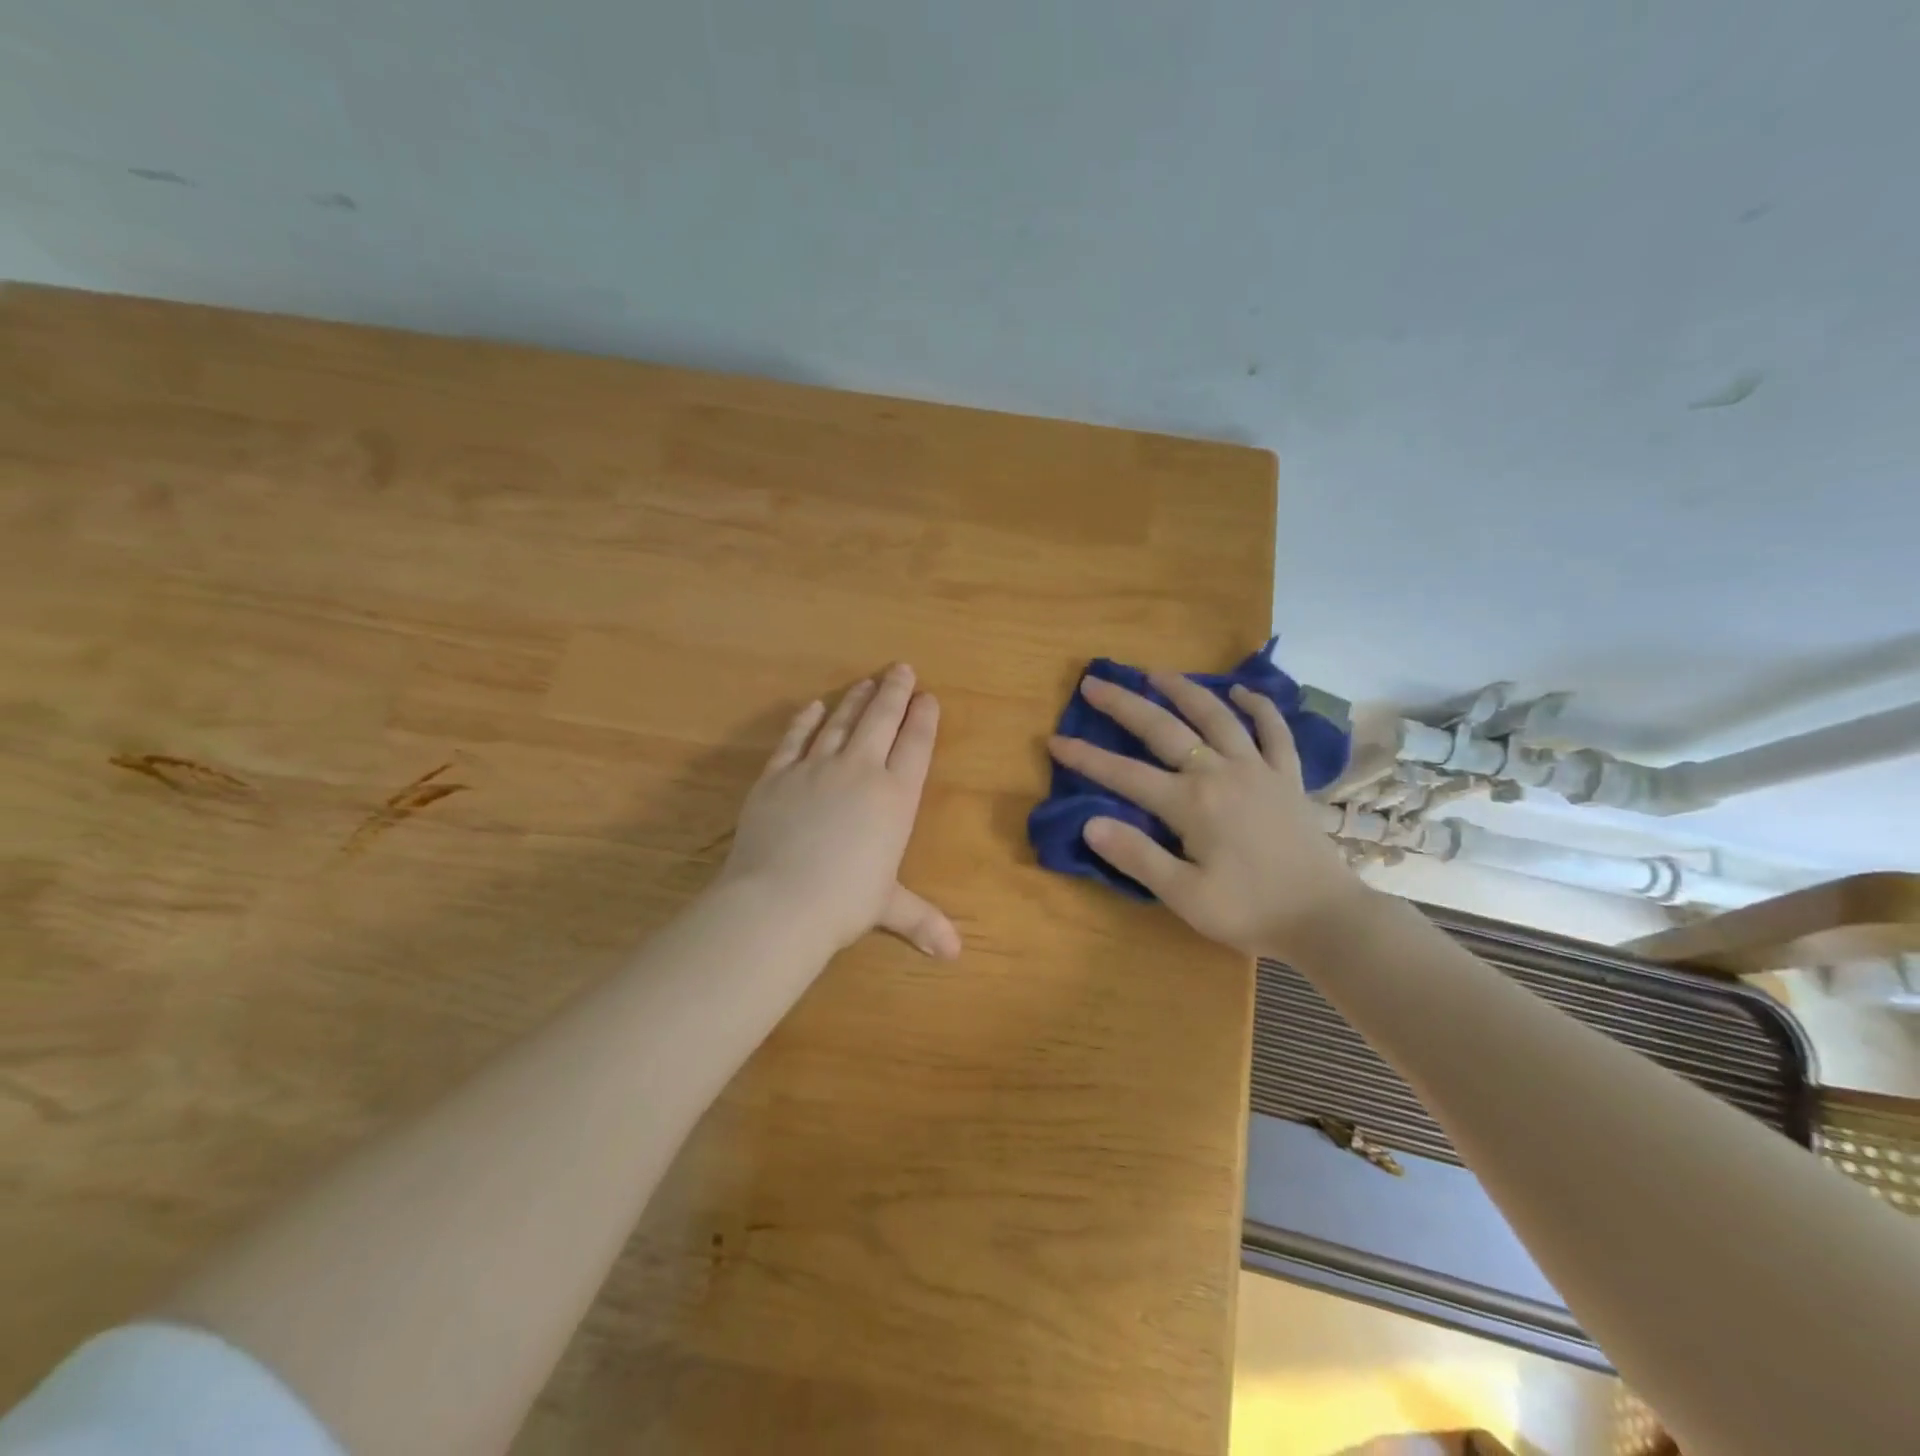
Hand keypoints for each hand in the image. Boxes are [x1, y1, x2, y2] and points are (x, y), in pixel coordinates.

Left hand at [716, 664, 960, 958]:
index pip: (916, 745)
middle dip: (894, 691)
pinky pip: (796, 739)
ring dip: (856, 699)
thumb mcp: (887, 908)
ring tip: (866, 681)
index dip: (923, 718)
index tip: (928, 697)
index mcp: (895, 797)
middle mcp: (860, 771)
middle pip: (881, 720)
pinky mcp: (777, 774)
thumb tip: (955, 955)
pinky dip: (806, 720)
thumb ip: (922, 920)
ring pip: (841, 722)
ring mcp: (815, 767)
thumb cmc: (844, 903)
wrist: (779, 901)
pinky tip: (814, 707)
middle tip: (901, 668)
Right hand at [1047, 671, 1365, 956]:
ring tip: (1156, 673)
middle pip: (1164, 729)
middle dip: (1124, 705)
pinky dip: (1259, 707)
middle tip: (1094, 682)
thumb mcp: (1185, 896)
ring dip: (1184, 690)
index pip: (1124, 775)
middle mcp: (1220, 773)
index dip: (1086, 758)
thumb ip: (1137, 856)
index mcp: (1191, 803)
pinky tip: (1242, 692)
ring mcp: (1258, 769)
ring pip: (1216, 716)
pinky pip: (1274, 731)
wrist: (1325, 918)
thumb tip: (1090, 822)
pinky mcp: (1287, 776)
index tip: (1055, 740)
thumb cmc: (1249, 911)